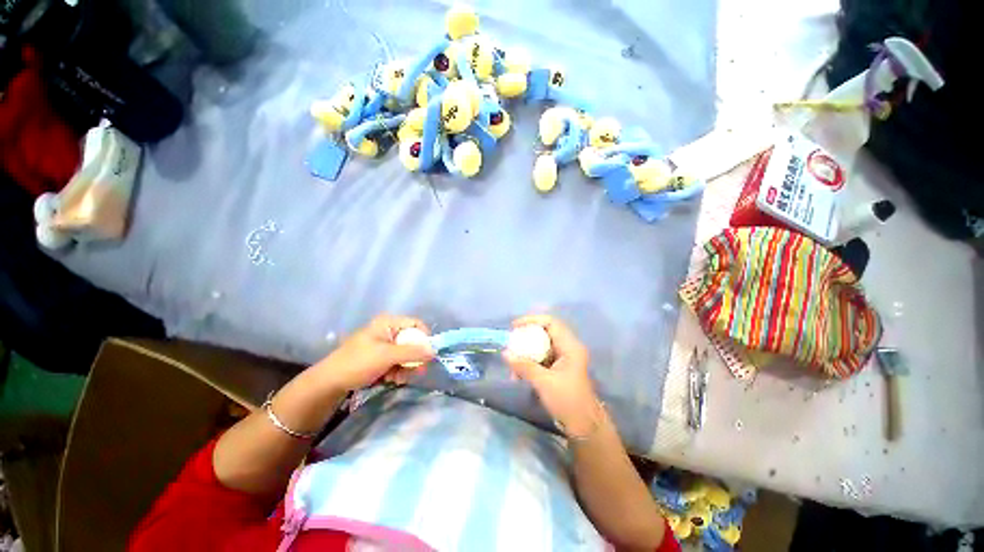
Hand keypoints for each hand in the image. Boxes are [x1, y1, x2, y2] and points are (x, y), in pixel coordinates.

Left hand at [313, 314, 434, 392]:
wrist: (329, 383)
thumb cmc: (358, 363)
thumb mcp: (387, 356)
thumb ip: (412, 352)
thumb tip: (434, 351)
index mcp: (388, 323)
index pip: (416, 324)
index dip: (425, 338)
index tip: (428, 354)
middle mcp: (387, 331)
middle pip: (412, 341)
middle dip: (413, 358)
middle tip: (415, 371)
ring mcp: (383, 345)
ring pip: (406, 354)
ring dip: (405, 367)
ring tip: (396, 378)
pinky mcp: (379, 357)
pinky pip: (397, 362)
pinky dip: (397, 371)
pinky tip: (390, 379)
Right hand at [503, 315, 600, 435]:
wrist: (583, 426)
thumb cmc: (567, 400)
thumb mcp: (543, 382)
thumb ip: (524, 366)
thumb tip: (505, 353)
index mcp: (570, 346)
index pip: (551, 323)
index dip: (532, 320)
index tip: (515, 326)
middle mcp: (568, 348)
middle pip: (545, 333)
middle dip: (526, 338)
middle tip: (511, 344)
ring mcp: (564, 359)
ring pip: (542, 347)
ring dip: (526, 353)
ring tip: (512, 367)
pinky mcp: (559, 369)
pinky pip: (542, 359)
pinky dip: (530, 363)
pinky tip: (518, 375)